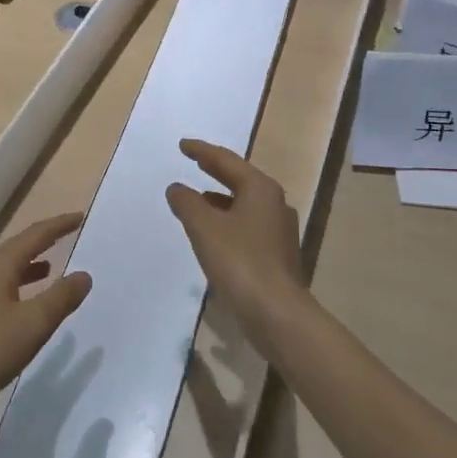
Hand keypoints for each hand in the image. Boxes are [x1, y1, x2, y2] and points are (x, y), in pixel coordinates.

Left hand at [0, 213, 92, 422]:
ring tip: (50, 267)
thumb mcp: (33, 324)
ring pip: (4, 269)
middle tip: (66, 234)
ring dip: (28, 264)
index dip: (58, 225)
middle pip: (16, 247)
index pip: (34, 236)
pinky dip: (16, 286)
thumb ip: (61, 297)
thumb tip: (83, 274)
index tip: (80, 217)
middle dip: (42, 240)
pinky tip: (22, 303)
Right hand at [166, 139, 313, 348]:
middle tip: (194, 161)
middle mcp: (274, 204)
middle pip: (240, 180)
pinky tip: (213, 233)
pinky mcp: (276, 254)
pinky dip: (227, 221)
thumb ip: (187, 203)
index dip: (202, 151)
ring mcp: (279, 231)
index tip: (183, 145)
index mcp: (260, 189)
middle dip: (215, 171)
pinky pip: (247, 225)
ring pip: (244, 204)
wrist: (276, 312)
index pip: (226, 161)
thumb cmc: (239, 261)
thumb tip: (177, 188)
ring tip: (197, 199)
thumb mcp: (204, 227)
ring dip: (220, 198)